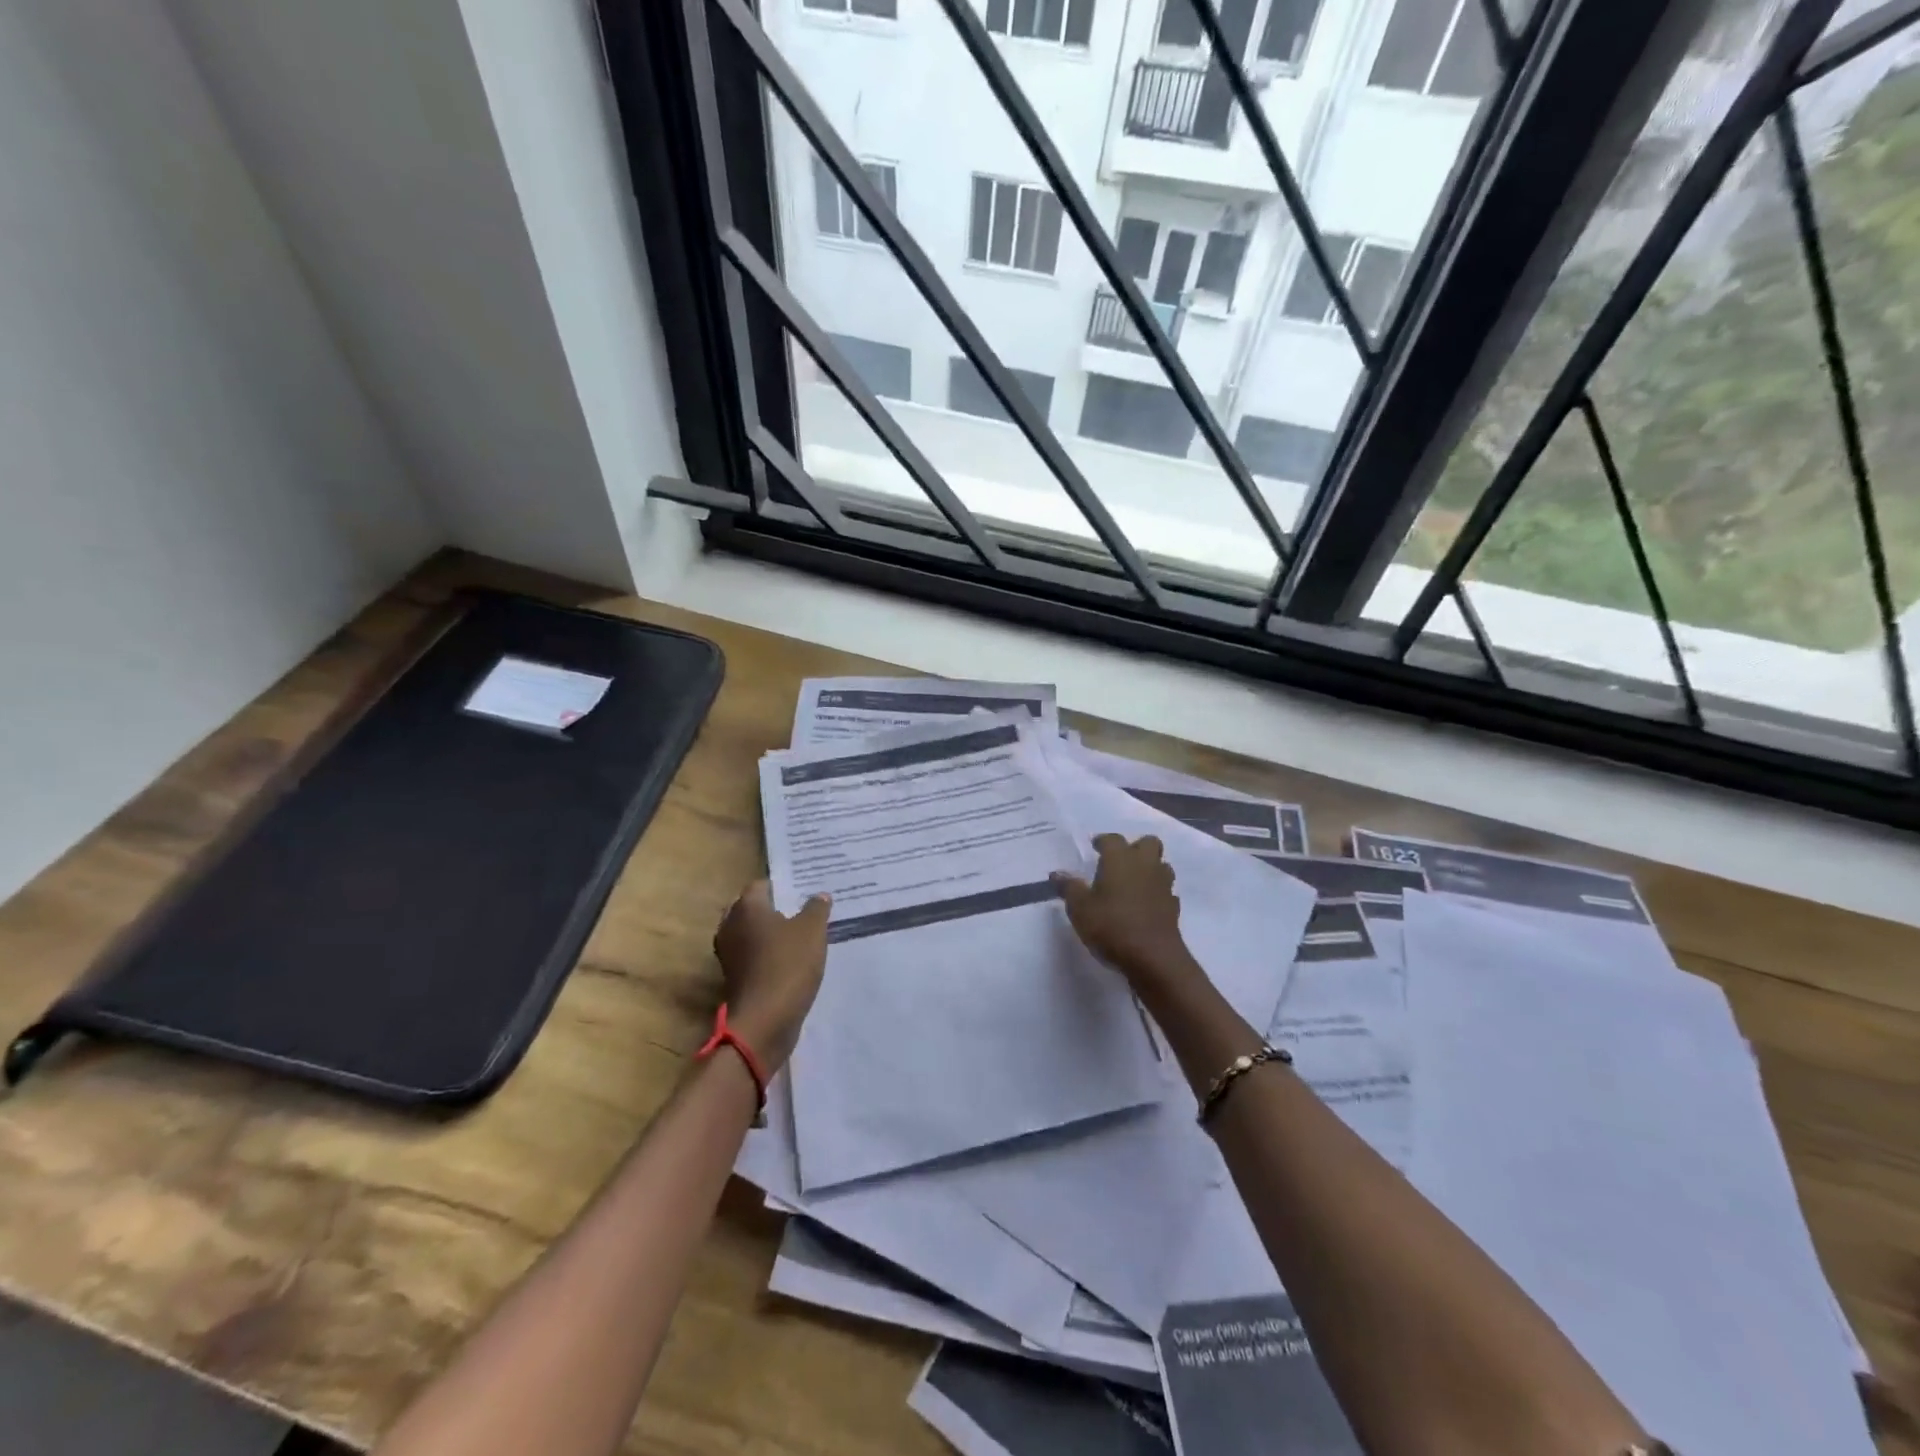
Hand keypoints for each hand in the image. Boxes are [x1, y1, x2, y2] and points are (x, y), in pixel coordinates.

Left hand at [711, 881, 830, 1071]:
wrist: (765, 1020)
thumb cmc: (788, 964)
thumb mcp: (812, 930)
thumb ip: (816, 908)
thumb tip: (819, 895)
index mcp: (746, 907)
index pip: (761, 885)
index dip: (783, 886)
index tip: (803, 891)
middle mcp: (730, 926)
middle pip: (752, 909)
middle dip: (774, 909)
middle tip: (802, 911)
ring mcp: (729, 954)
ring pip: (751, 934)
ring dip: (770, 934)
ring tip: (799, 935)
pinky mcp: (734, 977)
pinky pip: (752, 956)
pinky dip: (767, 955)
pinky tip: (790, 960)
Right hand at [1053, 834, 1203, 999]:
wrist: (1153, 957)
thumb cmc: (1111, 925)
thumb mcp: (1080, 908)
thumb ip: (1069, 888)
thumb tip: (1057, 873)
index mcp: (1120, 859)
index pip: (1113, 839)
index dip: (1103, 841)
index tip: (1095, 846)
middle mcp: (1145, 865)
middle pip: (1148, 842)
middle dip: (1135, 847)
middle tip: (1119, 862)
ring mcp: (1163, 885)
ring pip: (1161, 865)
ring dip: (1149, 869)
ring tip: (1133, 882)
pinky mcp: (1173, 907)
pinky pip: (1166, 891)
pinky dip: (1156, 893)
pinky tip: (1145, 905)